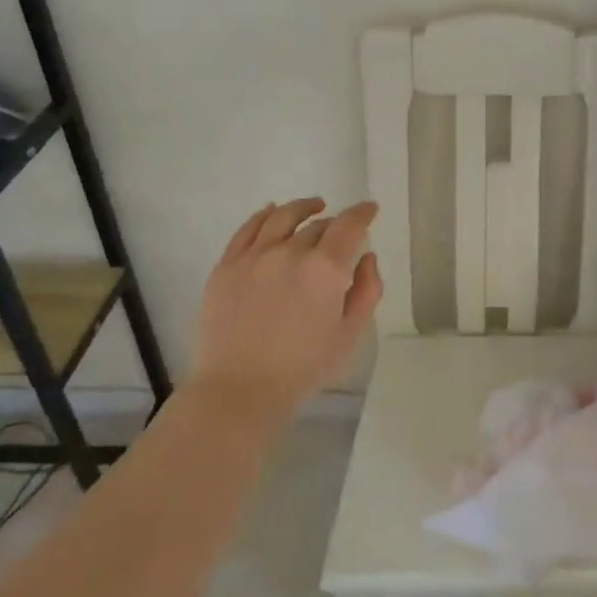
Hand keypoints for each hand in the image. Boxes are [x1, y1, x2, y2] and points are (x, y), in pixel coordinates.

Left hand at [194, 197, 382, 424]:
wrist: (240, 391)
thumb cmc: (304, 368)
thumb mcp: (351, 334)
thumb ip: (367, 290)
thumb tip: (366, 258)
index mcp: (325, 269)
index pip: (349, 225)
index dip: (363, 213)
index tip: (370, 209)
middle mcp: (289, 252)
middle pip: (318, 224)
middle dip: (335, 224)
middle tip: (342, 232)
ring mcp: (254, 256)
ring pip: (282, 217)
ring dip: (302, 208)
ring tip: (313, 206)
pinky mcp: (226, 266)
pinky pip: (247, 229)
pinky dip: (263, 215)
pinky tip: (271, 211)